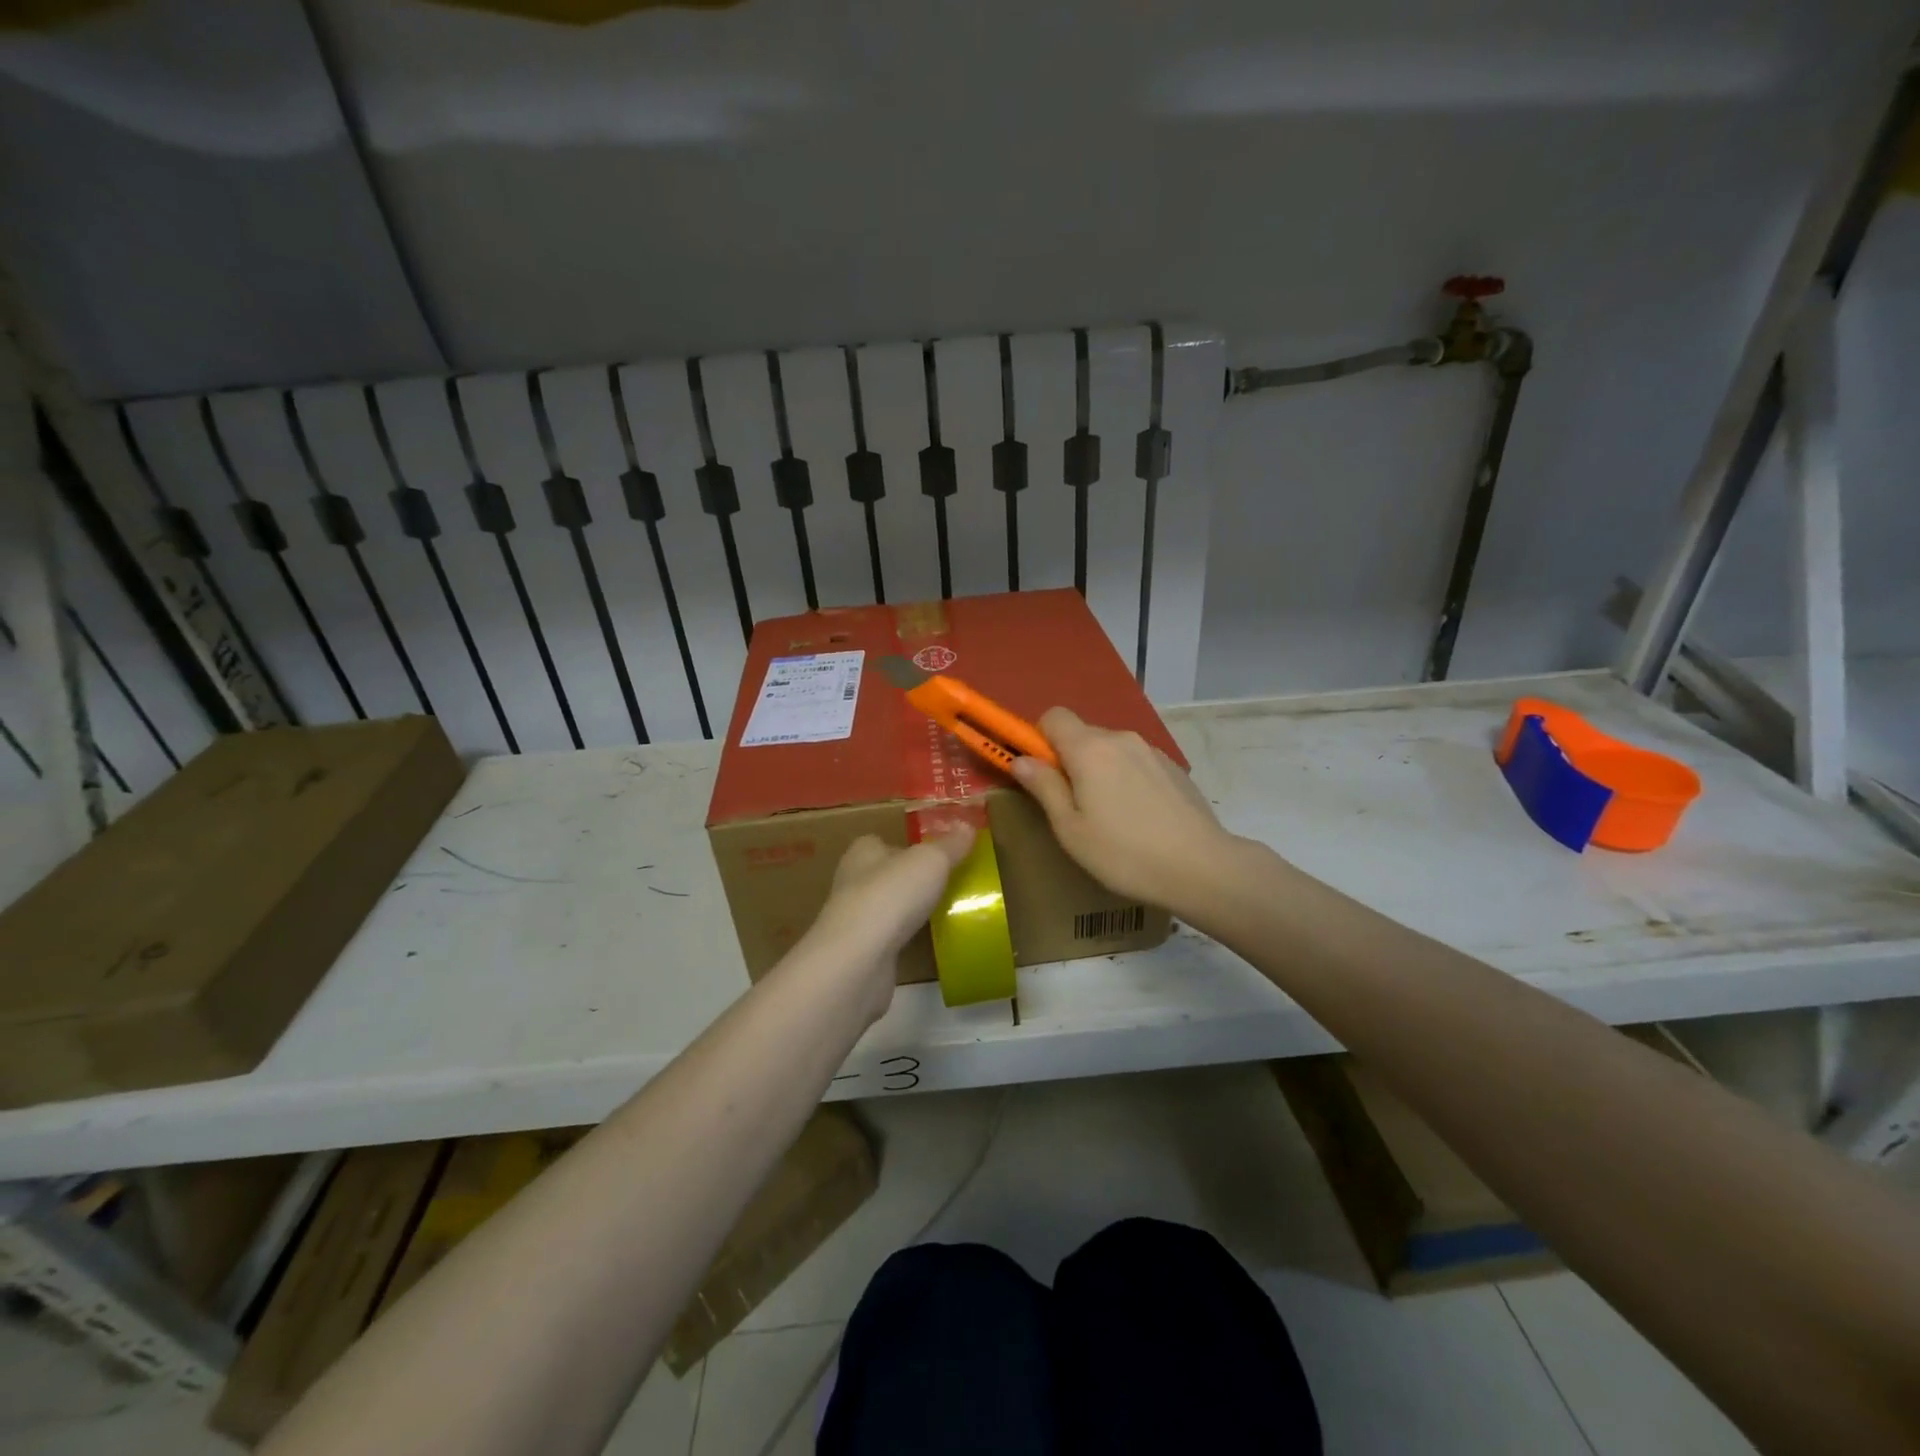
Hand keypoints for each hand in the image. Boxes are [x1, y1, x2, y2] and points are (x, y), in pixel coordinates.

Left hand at [800, 828, 974, 1021]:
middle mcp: (851, 882)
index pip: (879, 842)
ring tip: (941, 913)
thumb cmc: (892, 895)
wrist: (859, 960)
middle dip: (908, 879)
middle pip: (883, 875)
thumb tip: (967, 825)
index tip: (932, 854)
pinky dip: (903, 941)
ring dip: (906, 911)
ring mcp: (853, 921)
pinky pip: (886, 941)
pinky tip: (925, 944)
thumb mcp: (931, 861)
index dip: (904, 845)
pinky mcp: (859, 954)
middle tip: (944, 884)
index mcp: (862, 852)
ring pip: (884, 909)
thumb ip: (950, 845)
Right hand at [1012, 707, 1237, 917]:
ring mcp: (1152, 751)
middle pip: (1083, 733)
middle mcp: (1121, 738)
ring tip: (1109, 817)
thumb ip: (1044, 787)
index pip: (1054, 716)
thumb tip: (1020, 759)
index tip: (1042, 774)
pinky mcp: (1174, 767)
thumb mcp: (1071, 829)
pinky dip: (1127, 779)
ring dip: (1100, 770)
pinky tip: (1139, 818)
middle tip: (1073, 805)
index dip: (1040, 739)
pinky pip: (1136, 762)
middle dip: (1069, 759)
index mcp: (1089, 749)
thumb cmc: (1124, 853)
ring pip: (1111, 749)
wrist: (1201, 867)